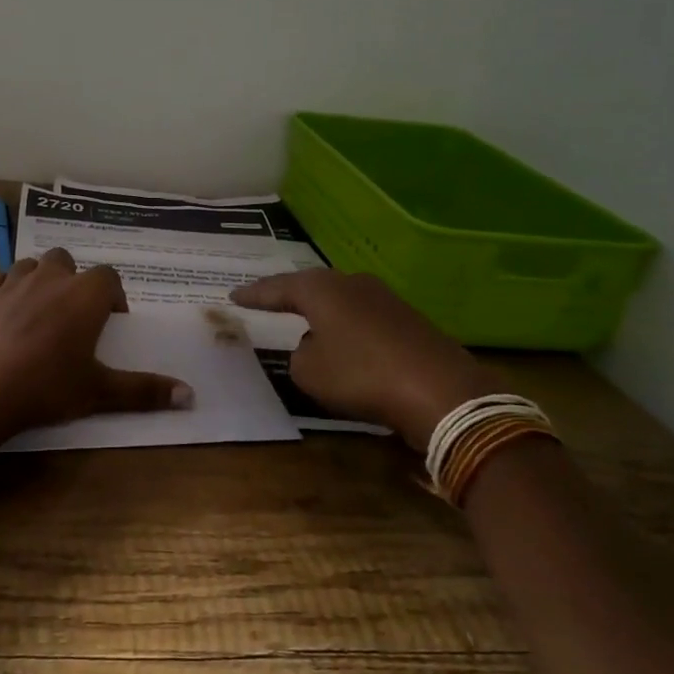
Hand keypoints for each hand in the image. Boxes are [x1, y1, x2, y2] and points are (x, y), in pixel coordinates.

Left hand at [0, 249, 191, 436]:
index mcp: (85, 295)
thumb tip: (191, 396)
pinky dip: (2, 287)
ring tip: (40, 311)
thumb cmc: (48, 386)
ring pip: (32, 265)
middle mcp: (51, 278)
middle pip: (68, 262)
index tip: (110, 322)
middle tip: (73, 316)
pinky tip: (4, 309)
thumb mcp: (100, 392)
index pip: (108, 277)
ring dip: (39, 280)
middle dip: (74, 281)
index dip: (112, 296)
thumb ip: (144, 390)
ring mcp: (13, 282)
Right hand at [231, 270, 502, 440]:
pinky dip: (346, 327)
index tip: (233, 296)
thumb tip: (313, 348)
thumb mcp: (309, 373)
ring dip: (321, 312)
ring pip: (340, 300)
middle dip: (288, 295)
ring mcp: (384, 298)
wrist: (440, 390)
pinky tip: (344, 341)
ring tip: (303, 320)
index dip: (254, 295)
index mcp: (321, 289)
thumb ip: (299, 356)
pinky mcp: (407, 319)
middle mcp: (351, 283)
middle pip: (311, 286)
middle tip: (266, 301)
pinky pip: (362, 317)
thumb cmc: (361, 375)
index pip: (277, 288)